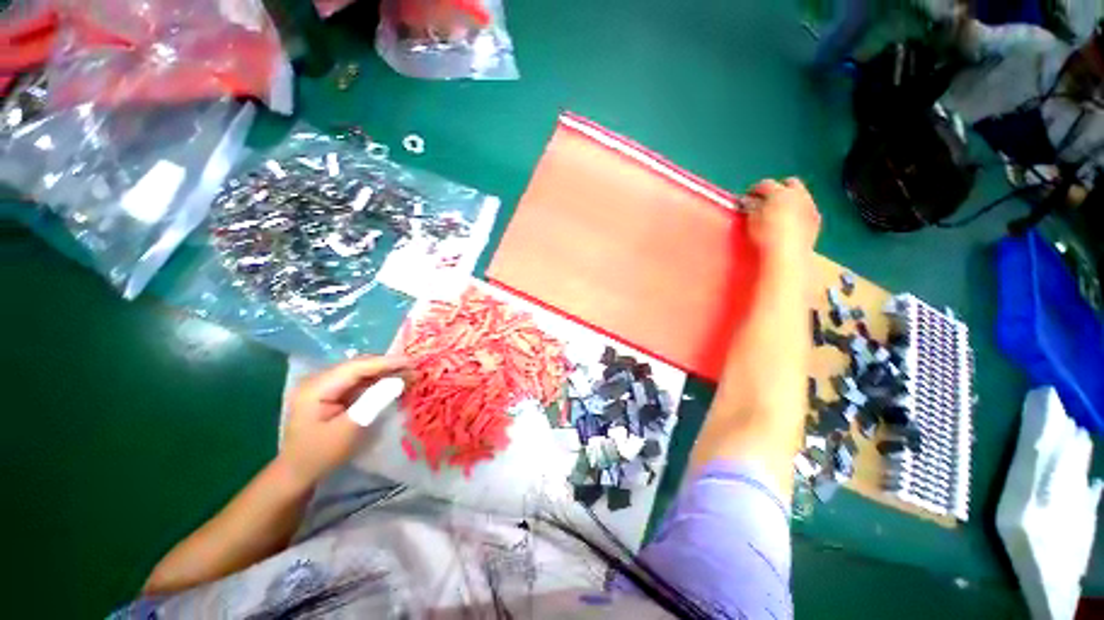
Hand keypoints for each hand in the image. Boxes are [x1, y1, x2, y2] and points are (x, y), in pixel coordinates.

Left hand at [279, 355, 411, 487]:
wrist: (297, 473)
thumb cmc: (321, 454)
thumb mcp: (350, 429)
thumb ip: (374, 401)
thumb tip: (399, 380)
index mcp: (317, 387)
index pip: (356, 367)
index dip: (385, 362)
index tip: (411, 361)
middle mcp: (319, 380)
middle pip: (358, 366)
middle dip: (387, 366)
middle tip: (414, 367)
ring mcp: (324, 386)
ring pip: (360, 372)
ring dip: (384, 372)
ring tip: (408, 372)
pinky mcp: (331, 393)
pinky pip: (358, 381)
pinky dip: (377, 381)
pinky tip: (393, 381)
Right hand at [745, 177, 820, 257]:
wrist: (787, 253)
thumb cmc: (765, 236)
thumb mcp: (752, 220)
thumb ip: (751, 207)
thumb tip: (748, 201)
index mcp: (779, 192)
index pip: (765, 184)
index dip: (754, 190)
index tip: (747, 197)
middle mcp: (798, 194)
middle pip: (790, 183)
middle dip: (779, 188)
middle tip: (767, 200)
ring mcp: (810, 206)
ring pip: (802, 194)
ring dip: (791, 199)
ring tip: (779, 211)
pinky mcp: (816, 219)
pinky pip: (808, 209)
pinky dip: (800, 211)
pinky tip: (792, 221)